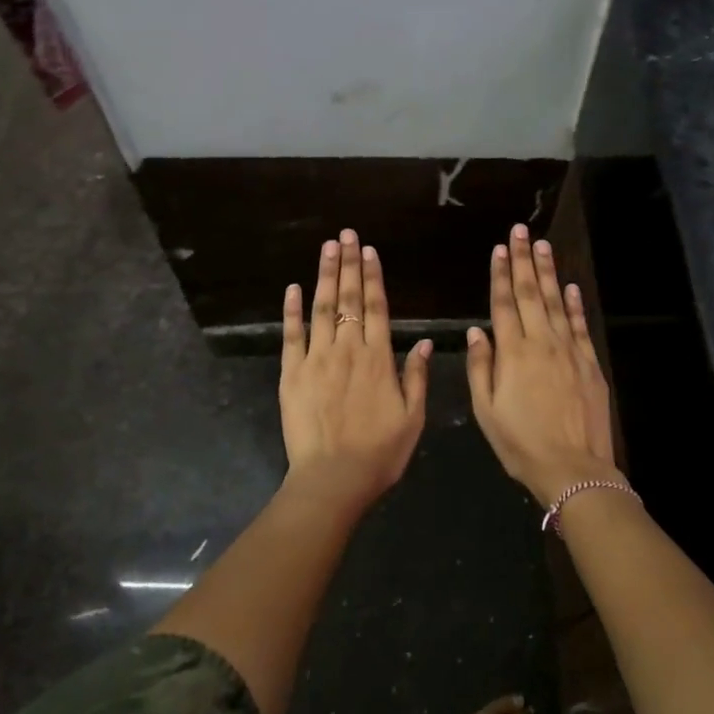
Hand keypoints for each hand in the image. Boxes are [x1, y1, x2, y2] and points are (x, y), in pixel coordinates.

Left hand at [280, 229, 431, 505]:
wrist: (333, 479)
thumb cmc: (379, 453)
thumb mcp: (413, 418)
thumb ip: (416, 376)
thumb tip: (422, 341)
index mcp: (378, 358)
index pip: (375, 307)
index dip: (372, 277)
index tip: (370, 251)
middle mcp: (346, 350)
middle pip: (347, 299)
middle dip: (348, 264)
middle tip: (346, 235)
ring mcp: (315, 359)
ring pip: (321, 308)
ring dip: (324, 275)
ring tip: (327, 247)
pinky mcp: (291, 373)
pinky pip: (291, 335)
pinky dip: (291, 310)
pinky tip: (293, 288)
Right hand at [467, 224, 619, 508]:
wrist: (572, 467)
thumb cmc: (520, 443)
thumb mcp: (487, 411)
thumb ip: (481, 367)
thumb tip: (477, 331)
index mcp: (512, 353)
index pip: (503, 304)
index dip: (500, 274)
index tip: (499, 248)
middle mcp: (541, 343)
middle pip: (530, 294)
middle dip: (524, 260)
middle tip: (521, 231)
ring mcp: (569, 351)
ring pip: (555, 303)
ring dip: (548, 273)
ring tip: (543, 245)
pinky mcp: (590, 363)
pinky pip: (580, 326)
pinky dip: (574, 304)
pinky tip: (570, 287)